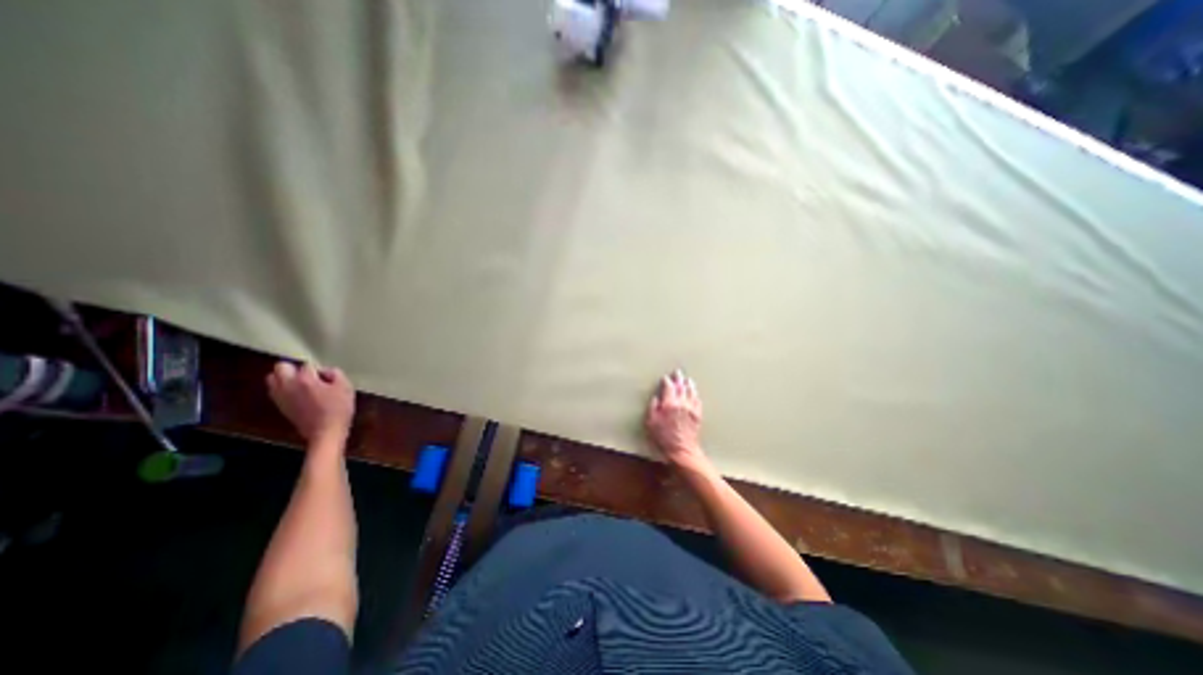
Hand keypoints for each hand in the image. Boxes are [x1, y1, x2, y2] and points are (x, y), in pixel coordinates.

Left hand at [266, 361, 353, 446]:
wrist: (326, 432)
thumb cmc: (338, 409)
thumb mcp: (346, 387)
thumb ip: (336, 374)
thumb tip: (326, 372)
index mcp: (305, 379)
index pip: (308, 365)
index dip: (320, 369)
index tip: (329, 378)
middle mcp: (288, 386)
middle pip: (280, 367)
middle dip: (293, 368)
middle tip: (309, 376)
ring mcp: (281, 397)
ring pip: (272, 379)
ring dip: (285, 378)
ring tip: (301, 384)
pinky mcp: (280, 407)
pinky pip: (275, 391)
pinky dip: (284, 389)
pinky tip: (298, 395)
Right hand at [644, 370, 707, 474]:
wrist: (682, 449)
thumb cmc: (663, 437)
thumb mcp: (651, 423)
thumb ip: (653, 408)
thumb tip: (656, 398)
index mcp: (669, 403)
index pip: (669, 387)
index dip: (667, 381)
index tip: (665, 378)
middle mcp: (681, 403)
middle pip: (681, 386)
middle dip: (679, 378)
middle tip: (678, 372)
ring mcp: (691, 408)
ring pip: (691, 391)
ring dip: (689, 384)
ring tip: (687, 379)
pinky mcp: (697, 414)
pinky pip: (697, 400)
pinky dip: (695, 394)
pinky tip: (694, 392)